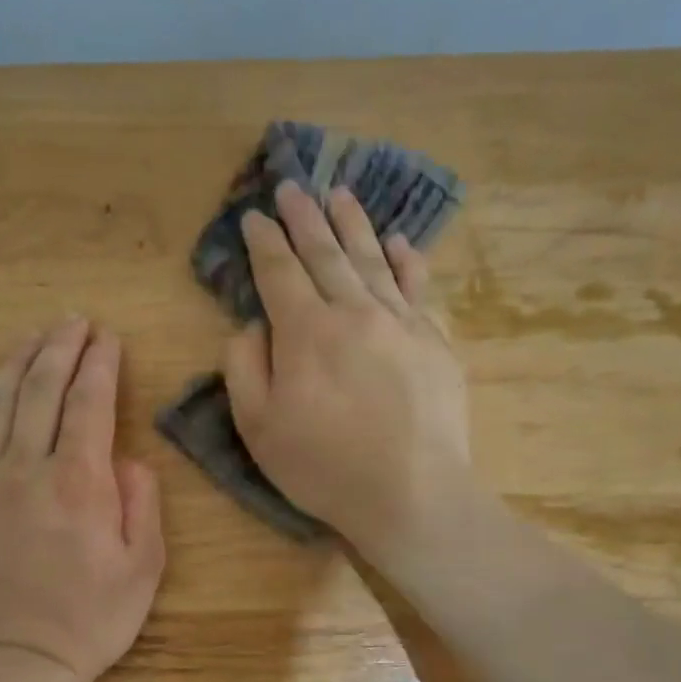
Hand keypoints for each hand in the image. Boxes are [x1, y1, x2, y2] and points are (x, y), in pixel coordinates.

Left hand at [0, 318, 164, 681]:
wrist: (11, 663)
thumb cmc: (88, 620)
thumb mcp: (142, 568)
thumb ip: (141, 503)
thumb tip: (129, 459)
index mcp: (80, 480)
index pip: (90, 401)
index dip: (100, 363)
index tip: (107, 337)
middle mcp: (27, 468)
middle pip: (41, 390)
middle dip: (59, 347)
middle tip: (72, 321)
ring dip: (14, 365)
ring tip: (29, 338)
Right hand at [224, 182, 470, 559]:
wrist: (413, 494)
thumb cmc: (324, 467)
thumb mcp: (258, 427)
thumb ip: (245, 367)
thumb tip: (253, 326)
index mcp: (306, 331)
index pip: (279, 272)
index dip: (264, 242)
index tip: (254, 216)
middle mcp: (354, 312)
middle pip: (326, 254)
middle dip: (304, 218)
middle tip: (293, 188)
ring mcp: (402, 323)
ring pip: (373, 260)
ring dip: (353, 225)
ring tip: (340, 195)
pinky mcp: (435, 342)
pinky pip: (418, 288)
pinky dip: (407, 261)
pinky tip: (400, 242)